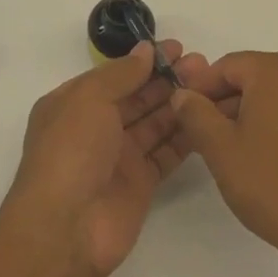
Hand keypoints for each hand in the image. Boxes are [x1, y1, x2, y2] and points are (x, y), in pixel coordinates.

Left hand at [6, 41, 206, 276]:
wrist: (66, 228)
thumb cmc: (70, 152)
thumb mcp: (88, 99)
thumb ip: (120, 73)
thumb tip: (145, 50)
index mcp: (73, 104)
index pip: (114, 75)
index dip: (144, 61)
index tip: (177, 48)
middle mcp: (96, 127)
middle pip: (137, 97)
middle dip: (166, 79)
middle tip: (202, 64)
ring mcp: (119, 156)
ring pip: (154, 123)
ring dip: (179, 103)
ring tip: (210, 85)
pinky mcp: (140, 183)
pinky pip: (166, 152)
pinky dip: (185, 136)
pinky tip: (207, 119)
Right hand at [170, 50, 277, 271]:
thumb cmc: (272, 183)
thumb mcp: (221, 148)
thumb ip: (195, 114)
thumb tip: (182, 94)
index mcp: (276, 69)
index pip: (226, 66)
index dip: (200, 89)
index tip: (183, 115)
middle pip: (251, 77)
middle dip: (224, 102)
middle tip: (202, 135)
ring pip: (273, 95)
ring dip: (247, 114)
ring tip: (229, 149)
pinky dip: (273, 124)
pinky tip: (261, 156)